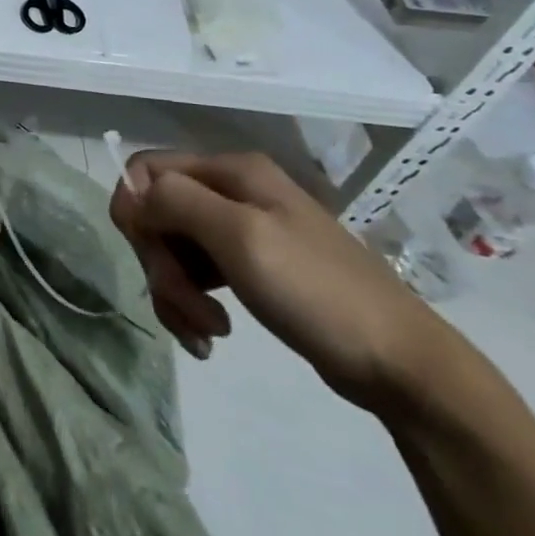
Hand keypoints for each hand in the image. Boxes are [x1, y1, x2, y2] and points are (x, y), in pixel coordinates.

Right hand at [109, 151, 457, 414]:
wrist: (403, 366)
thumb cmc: (319, 292)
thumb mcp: (241, 237)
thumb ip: (177, 202)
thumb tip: (132, 192)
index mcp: (232, 171)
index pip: (146, 169)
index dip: (135, 210)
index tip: (148, 255)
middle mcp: (233, 191)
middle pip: (158, 214)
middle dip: (161, 263)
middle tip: (187, 308)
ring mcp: (244, 230)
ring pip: (173, 248)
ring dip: (175, 292)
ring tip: (206, 332)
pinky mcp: (251, 267)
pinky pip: (197, 276)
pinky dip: (192, 305)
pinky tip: (210, 337)